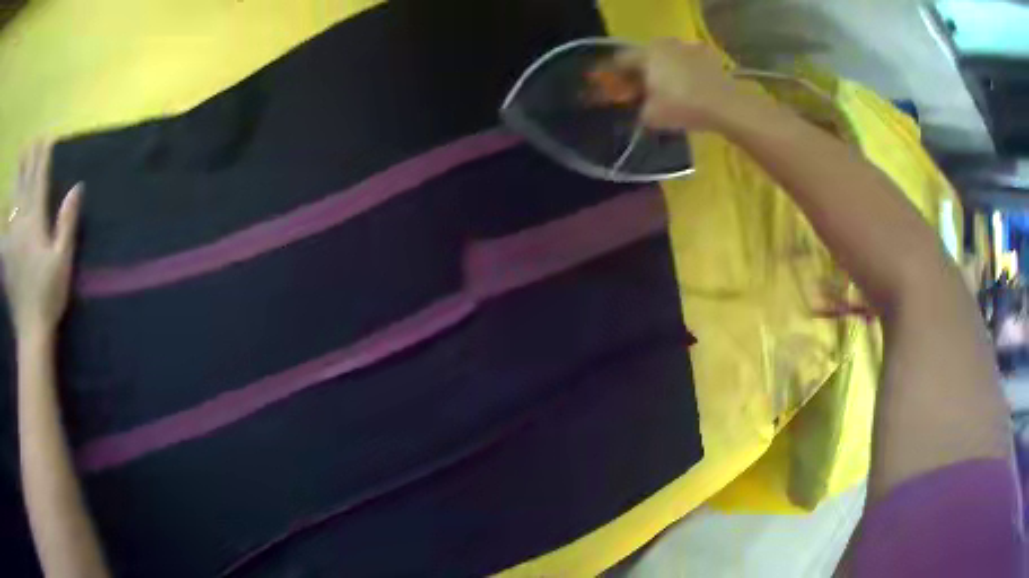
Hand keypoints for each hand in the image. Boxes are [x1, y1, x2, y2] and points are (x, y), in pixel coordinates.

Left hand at [2, 142, 82, 338]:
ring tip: (18, 160)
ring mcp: (12, 241)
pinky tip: (1, 214)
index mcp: (35, 222)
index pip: (39, 181)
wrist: (31, 332)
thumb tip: (77, 187)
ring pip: (14, 201)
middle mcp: (21, 224)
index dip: (43, 158)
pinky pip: (4, 231)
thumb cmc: (49, 296)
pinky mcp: (7, 258)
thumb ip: (67, 223)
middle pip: (24, 186)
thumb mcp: (63, 260)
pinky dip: (3, 218)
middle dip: (28, 161)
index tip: (46, 138)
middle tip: (30, 141)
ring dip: (17, 178)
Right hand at [615, 39, 747, 130]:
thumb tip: (638, 108)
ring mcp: (687, 48)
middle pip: (644, 58)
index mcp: (645, 53)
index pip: (620, 61)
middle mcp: (664, 44)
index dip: (613, 78)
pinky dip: (682, 76)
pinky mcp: (707, 57)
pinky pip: (686, 65)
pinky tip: (686, 93)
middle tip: (639, 95)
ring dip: (662, 74)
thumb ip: (637, 110)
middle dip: (639, 75)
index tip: (615, 92)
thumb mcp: (651, 116)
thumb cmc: (683, 106)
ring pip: (666, 60)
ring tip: (665, 95)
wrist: (727, 107)